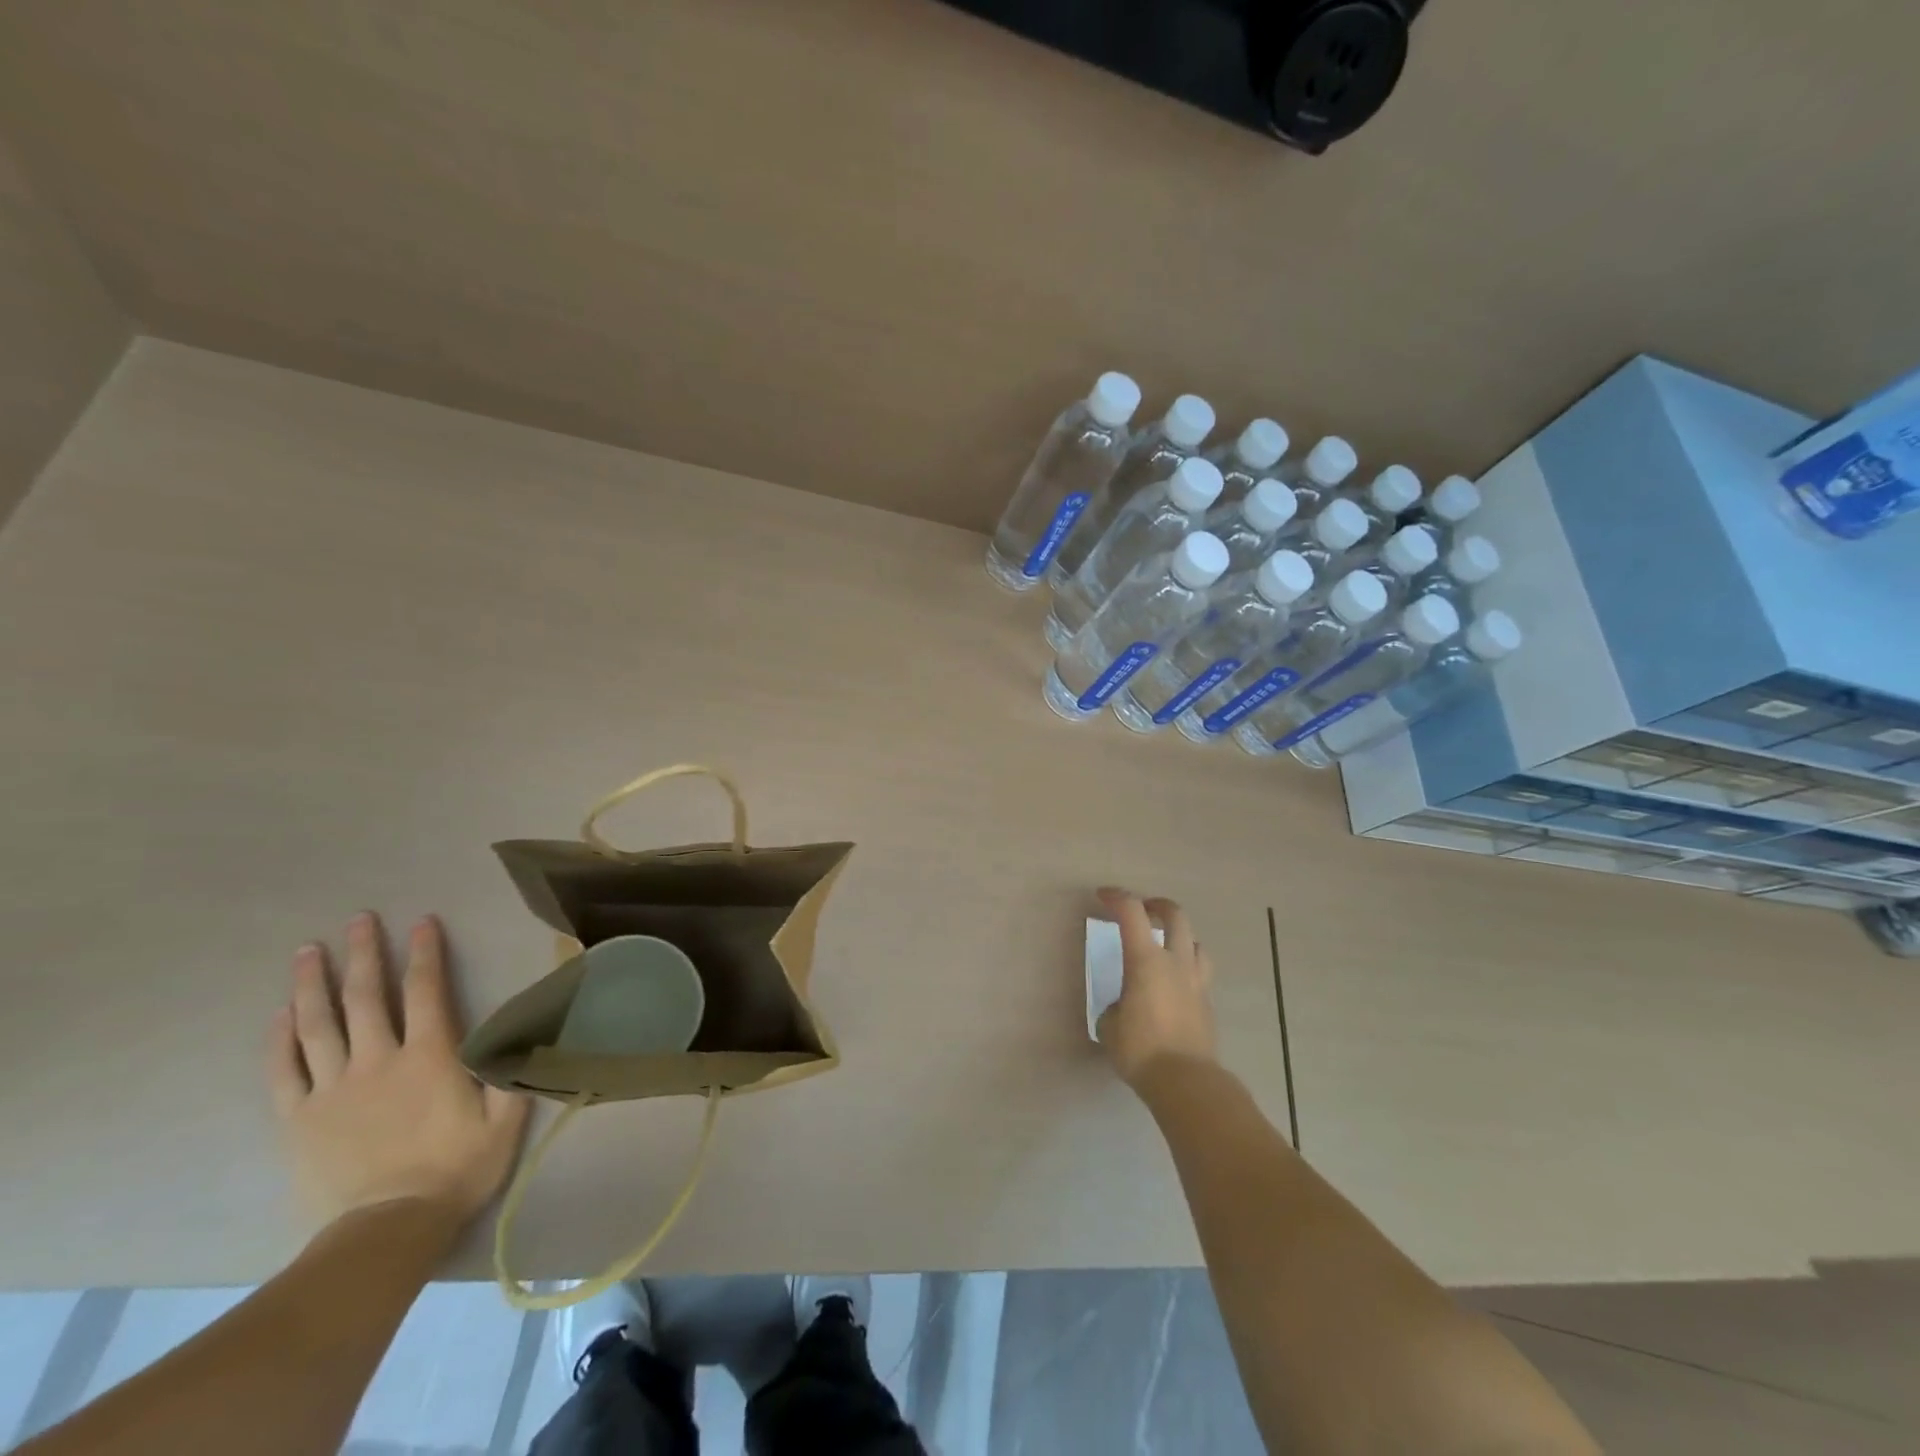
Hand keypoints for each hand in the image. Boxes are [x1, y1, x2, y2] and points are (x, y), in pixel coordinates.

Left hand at [267, 912, 528, 1230]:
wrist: (385, 1231)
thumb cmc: (455, 1170)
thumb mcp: (505, 1120)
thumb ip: (511, 1072)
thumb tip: (522, 1030)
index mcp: (429, 1056)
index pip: (426, 990)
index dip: (424, 953)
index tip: (421, 923)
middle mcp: (378, 1060)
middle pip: (365, 996)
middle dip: (363, 953)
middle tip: (358, 919)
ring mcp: (332, 1088)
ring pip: (317, 1025)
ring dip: (313, 984)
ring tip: (308, 951)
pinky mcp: (299, 1118)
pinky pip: (284, 1070)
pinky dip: (280, 1039)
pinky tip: (279, 1014)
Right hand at [1095, 888, 1216, 1088]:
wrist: (1186, 1082)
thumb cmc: (1141, 1049)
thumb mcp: (1110, 1026)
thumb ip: (1116, 1007)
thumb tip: (1124, 1008)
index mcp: (1146, 960)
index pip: (1132, 912)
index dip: (1116, 897)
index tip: (1102, 896)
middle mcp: (1175, 962)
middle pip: (1175, 915)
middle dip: (1157, 906)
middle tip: (1143, 910)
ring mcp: (1197, 982)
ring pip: (1196, 943)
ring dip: (1179, 936)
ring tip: (1166, 946)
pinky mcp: (1208, 1004)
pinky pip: (1200, 974)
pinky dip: (1186, 969)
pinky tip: (1175, 986)